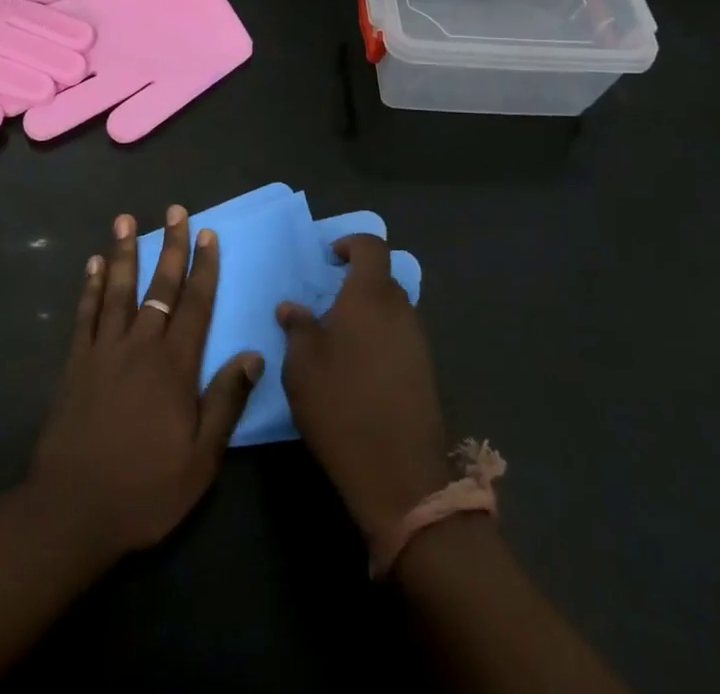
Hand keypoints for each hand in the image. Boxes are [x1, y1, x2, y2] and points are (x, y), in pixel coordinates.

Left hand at [27, 208, 262, 563]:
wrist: (73, 510)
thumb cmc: (145, 489)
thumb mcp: (200, 460)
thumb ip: (225, 402)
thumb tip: (253, 355)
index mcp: (174, 366)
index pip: (195, 305)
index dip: (204, 268)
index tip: (209, 235)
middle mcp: (140, 346)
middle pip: (160, 287)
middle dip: (171, 247)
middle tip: (176, 211)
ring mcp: (104, 350)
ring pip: (119, 290)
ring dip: (125, 252)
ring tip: (126, 219)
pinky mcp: (76, 363)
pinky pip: (85, 314)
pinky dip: (91, 286)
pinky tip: (94, 264)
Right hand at [278, 235, 451, 546]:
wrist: (400, 476)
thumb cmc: (341, 406)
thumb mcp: (302, 365)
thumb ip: (298, 328)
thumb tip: (293, 308)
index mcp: (370, 297)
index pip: (371, 248)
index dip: (352, 244)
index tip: (330, 259)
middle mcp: (400, 310)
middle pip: (382, 280)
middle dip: (356, 284)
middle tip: (327, 305)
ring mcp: (418, 342)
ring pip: (392, 311)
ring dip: (369, 315)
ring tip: (339, 341)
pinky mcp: (426, 372)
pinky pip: (401, 338)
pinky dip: (381, 341)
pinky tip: (360, 370)